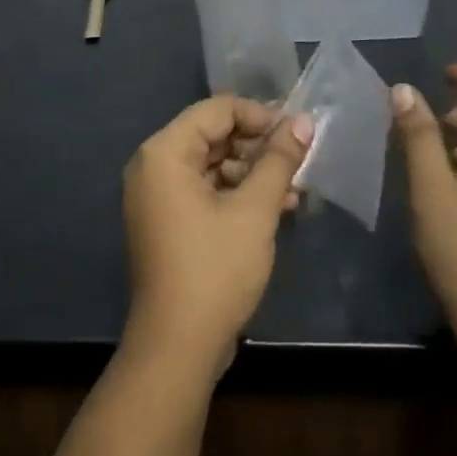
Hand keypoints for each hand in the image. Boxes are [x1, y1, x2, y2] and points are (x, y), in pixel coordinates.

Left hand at [121, 97, 314, 382]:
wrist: (177, 345)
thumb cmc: (215, 269)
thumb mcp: (254, 210)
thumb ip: (278, 160)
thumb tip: (303, 122)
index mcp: (164, 153)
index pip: (216, 110)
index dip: (259, 115)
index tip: (297, 132)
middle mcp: (153, 167)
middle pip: (212, 136)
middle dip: (258, 146)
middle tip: (300, 159)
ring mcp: (157, 197)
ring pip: (212, 166)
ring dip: (253, 173)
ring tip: (295, 189)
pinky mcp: (167, 222)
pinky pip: (204, 191)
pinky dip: (236, 195)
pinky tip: (277, 208)